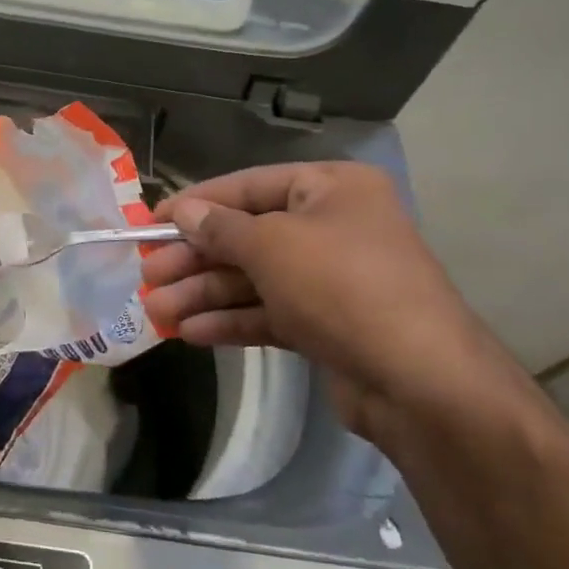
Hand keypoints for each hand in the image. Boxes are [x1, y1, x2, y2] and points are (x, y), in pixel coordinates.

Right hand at [141, 162, 528, 443]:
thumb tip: (183, 212)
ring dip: (203, 294)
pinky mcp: (326, 324)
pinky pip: (267, 312)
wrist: (420, 382)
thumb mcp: (272, 245)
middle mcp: (331, 227)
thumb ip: (220, 227)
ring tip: (156, 313)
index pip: (248, 186)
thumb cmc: (341, 286)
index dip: (196, 203)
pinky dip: (229, 321)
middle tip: (148, 277)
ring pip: (252, 280)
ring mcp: (330, 279)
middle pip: (245, 237)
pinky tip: (190, 332)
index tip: (150, 222)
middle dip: (194, 260)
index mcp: (330, 189)